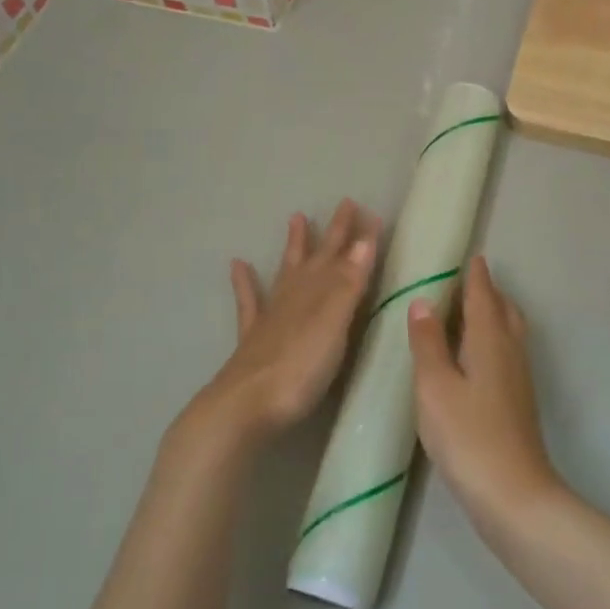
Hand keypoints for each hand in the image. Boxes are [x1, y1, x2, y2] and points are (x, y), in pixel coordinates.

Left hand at [178, 200, 379, 454]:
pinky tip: (238, 264)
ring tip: (297, 217)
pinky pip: (249, 301)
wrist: (246, 405)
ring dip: (294, 245)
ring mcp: (271, 315)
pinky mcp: (253, 337)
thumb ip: (348, 284)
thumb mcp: (334, 324)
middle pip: (317, 258)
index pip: (344, 257)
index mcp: (318, 293)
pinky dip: (245, 281)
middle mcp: (295, 295)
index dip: (359, 237)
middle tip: (345, 203)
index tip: (371, 212)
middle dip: (333, 233)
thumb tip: (363, 240)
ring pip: (286, 271)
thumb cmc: (300, 368)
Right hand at [408, 257, 562, 532]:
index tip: (471, 256)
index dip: (476, 276)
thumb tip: (423, 301)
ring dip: (494, 314)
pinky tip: (477, 356)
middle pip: (504, 310)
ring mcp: (518, 378)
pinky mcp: (518, 402)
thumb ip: (428, 342)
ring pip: (510, 332)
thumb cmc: (468, 435)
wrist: (513, 495)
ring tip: (471, 312)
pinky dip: (494, 339)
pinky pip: (507, 352)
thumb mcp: (435, 386)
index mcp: (489, 340)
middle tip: (468, 281)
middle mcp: (510, 351)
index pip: (483, 296)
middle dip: (489, 292)